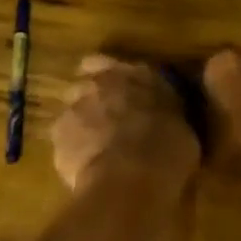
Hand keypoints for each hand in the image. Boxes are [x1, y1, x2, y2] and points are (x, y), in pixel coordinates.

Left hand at [51, 55, 200, 198]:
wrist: (130, 178)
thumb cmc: (167, 151)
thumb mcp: (182, 125)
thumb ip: (165, 111)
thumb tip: (165, 115)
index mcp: (136, 74)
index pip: (108, 62)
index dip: (110, 77)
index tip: (118, 92)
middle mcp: (102, 82)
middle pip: (85, 84)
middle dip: (93, 99)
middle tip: (108, 122)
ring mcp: (75, 106)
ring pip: (72, 110)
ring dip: (81, 123)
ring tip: (95, 148)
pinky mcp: (58, 134)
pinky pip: (63, 139)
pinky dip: (72, 149)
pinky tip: (86, 167)